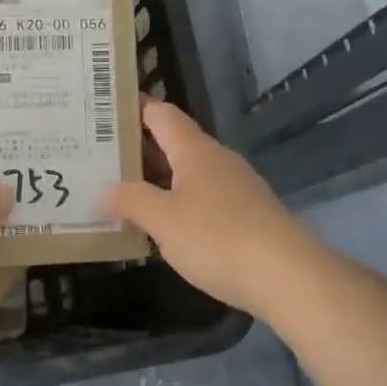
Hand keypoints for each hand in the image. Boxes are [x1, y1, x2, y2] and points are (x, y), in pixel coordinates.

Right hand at [104, 99, 323, 319]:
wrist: (289, 277)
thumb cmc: (218, 238)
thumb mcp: (164, 220)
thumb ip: (131, 200)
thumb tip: (103, 190)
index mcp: (194, 150)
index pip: (159, 114)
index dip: (131, 108)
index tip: (100, 111)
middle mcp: (216, 160)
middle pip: (172, 142)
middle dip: (136, 148)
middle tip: (96, 156)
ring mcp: (235, 187)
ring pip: (187, 172)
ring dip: (156, 179)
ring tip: (119, 191)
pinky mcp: (246, 215)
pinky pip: (202, 197)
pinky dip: (177, 202)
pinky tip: (161, 224)